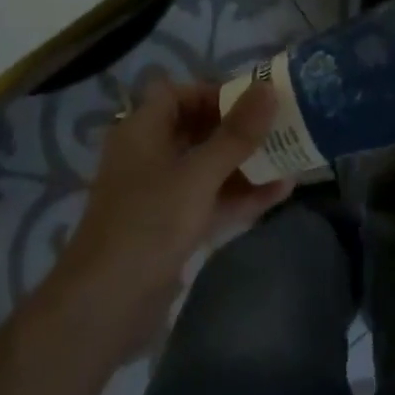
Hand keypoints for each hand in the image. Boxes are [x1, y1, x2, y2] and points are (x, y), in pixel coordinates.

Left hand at [52, 76, 291, 340]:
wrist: (104, 307)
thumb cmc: (148, 223)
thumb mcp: (199, 174)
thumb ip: (237, 133)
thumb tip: (268, 88)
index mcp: (143, 130)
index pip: (178, 93)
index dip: (214, 91)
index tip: (254, 98)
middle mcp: (149, 155)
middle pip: (197, 128)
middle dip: (239, 127)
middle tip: (281, 124)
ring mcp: (160, 193)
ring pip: (207, 165)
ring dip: (245, 161)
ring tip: (290, 155)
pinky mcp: (171, 227)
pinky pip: (210, 199)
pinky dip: (239, 194)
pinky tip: (280, 192)